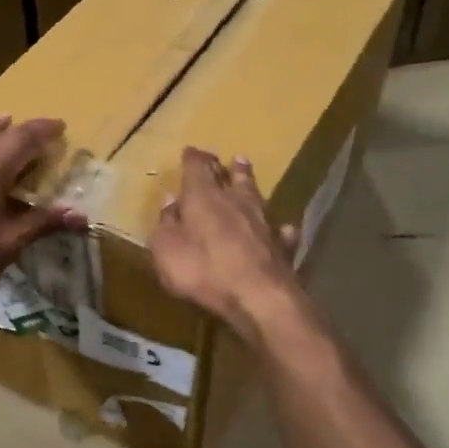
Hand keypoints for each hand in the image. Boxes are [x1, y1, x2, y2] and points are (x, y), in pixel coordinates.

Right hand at [149, 149, 303, 340]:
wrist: (259, 296)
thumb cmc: (203, 270)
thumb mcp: (166, 250)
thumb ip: (166, 224)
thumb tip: (170, 201)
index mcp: (203, 197)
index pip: (196, 168)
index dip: (192, 159)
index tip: (190, 151)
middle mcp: (235, 200)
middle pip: (230, 176)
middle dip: (223, 166)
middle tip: (224, 158)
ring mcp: (263, 220)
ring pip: (256, 193)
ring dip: (249, 181)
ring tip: (246, 169)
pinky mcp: (282, 244)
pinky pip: (279, 229)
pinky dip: (277, 226)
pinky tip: (281, 227)